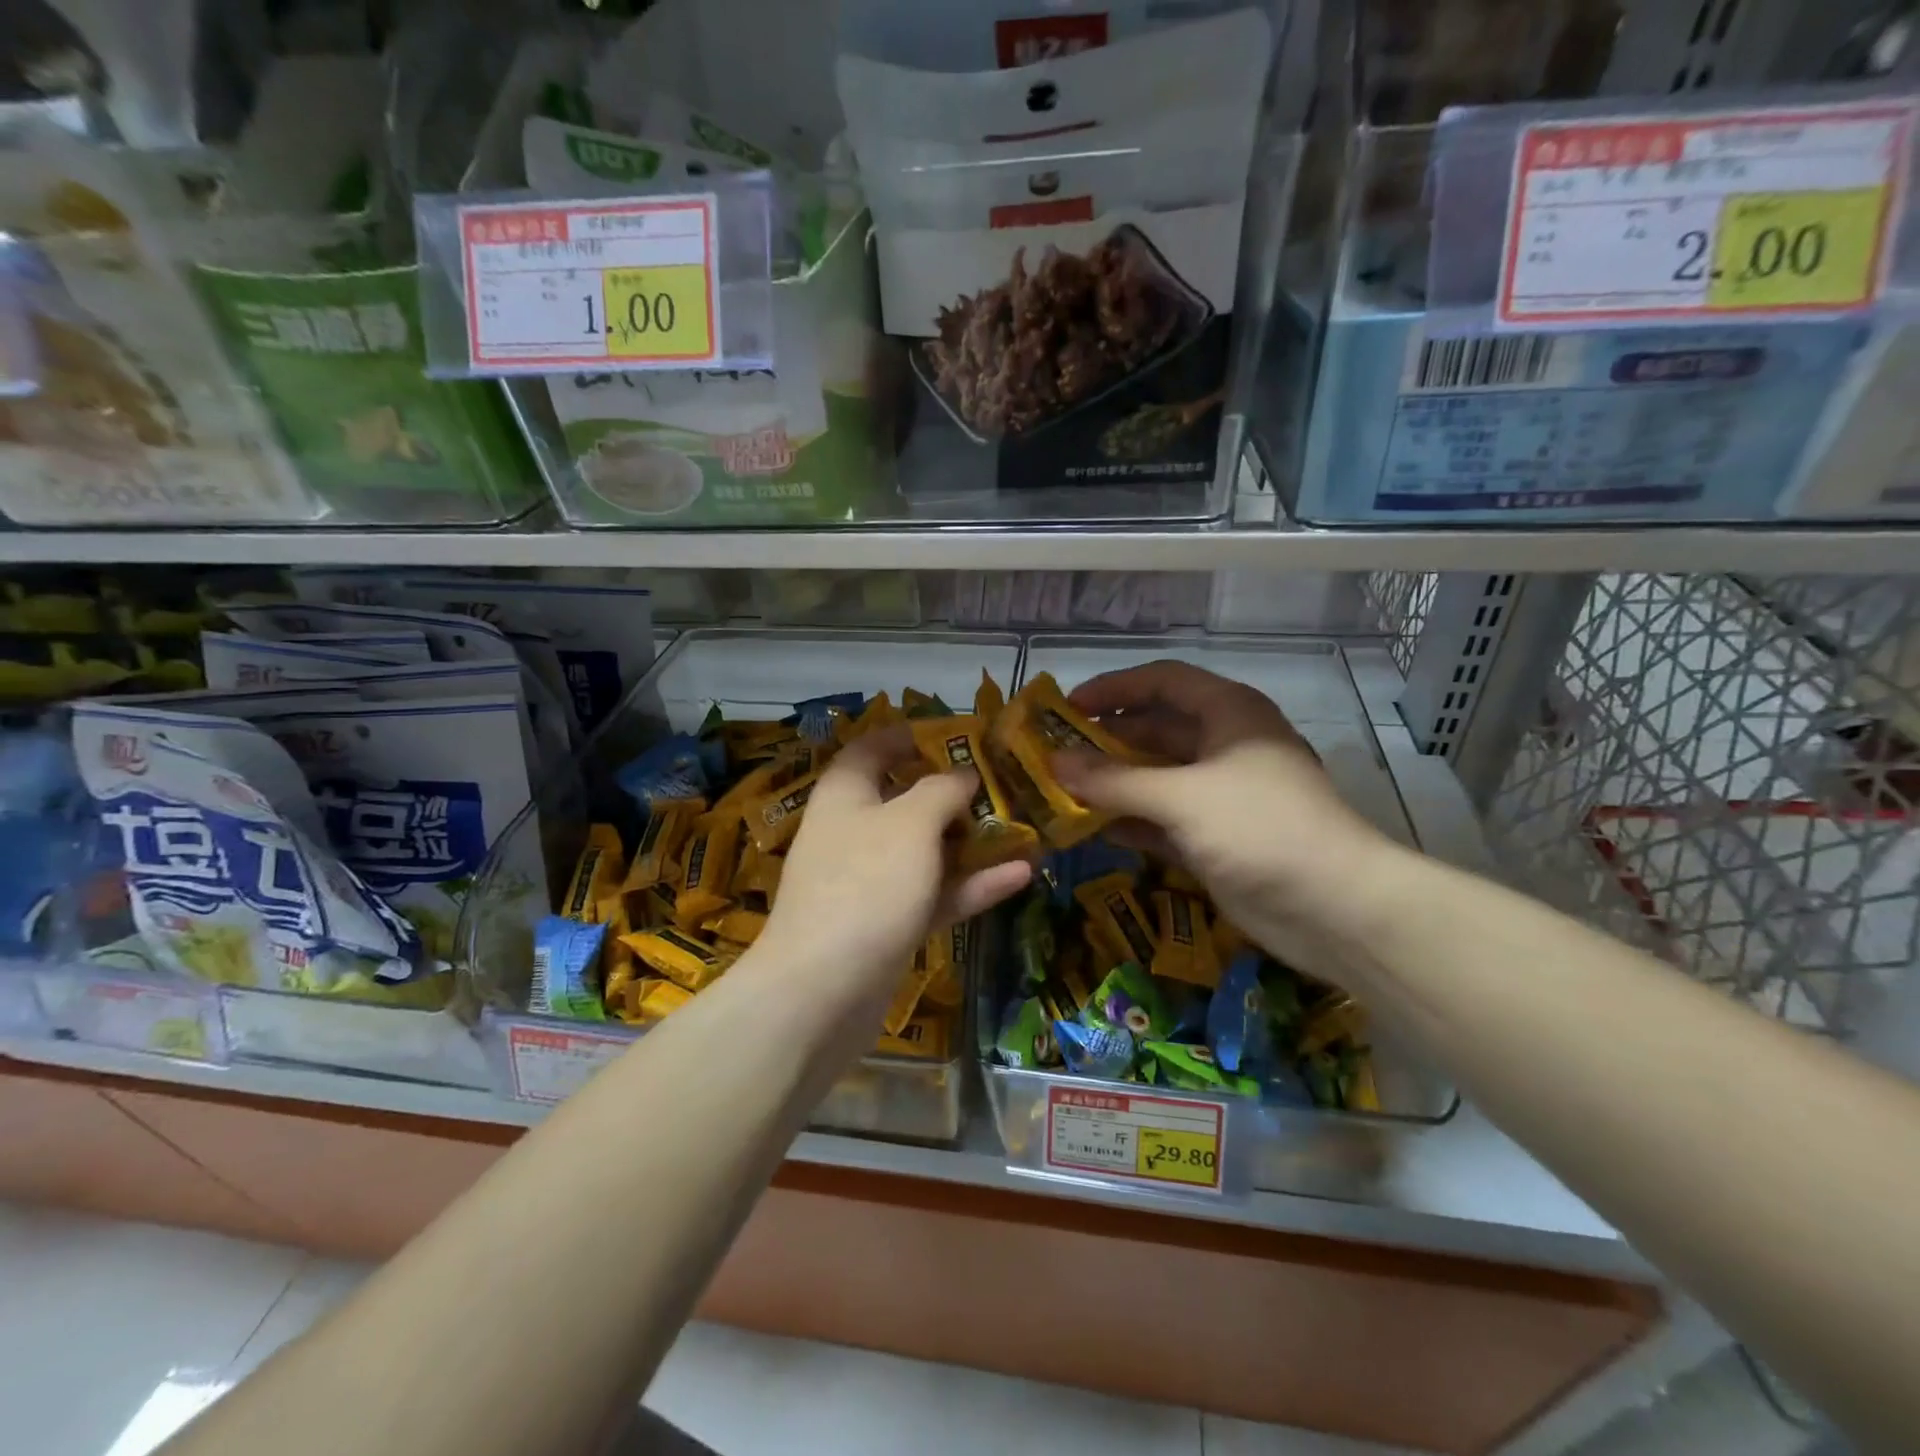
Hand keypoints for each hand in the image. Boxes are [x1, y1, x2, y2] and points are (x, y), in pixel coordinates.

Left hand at [763, 727, 1031, 1001]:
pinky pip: (935, 894)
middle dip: (954, 792)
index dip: (910, 737)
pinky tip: (1022, 874)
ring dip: (972, 841)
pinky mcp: (889, 924)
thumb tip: (962, 774)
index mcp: (846, 794)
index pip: (872, 749)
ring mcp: (872, 882)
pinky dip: (972, 885)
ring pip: (927, 851)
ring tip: (1024, 829)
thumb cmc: (866, 885)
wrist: (821, 993)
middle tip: (1005, 785)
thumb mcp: (910, 823)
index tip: (957, 735)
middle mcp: (855, 832)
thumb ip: (941, 791)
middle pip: (906, 800)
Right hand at [1053, 661, 1393, 976]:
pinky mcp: (1215, 837)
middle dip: (1105, 740)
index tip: (1067, 706)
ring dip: (1112, 783)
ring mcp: (1220, 794)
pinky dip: (1130, 821)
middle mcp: (1224, 746)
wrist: (1334, 908)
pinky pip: (1161, 819)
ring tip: (1060, 791)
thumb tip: (1053, 762)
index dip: (1114, 688)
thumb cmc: (1260, 828)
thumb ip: (1114, 780)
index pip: (1162, 681)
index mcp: (1228, 713)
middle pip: (1154, 729)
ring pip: (1155, 777)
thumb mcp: (1182, 797)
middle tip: (1052, 754)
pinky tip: (1091, 829)